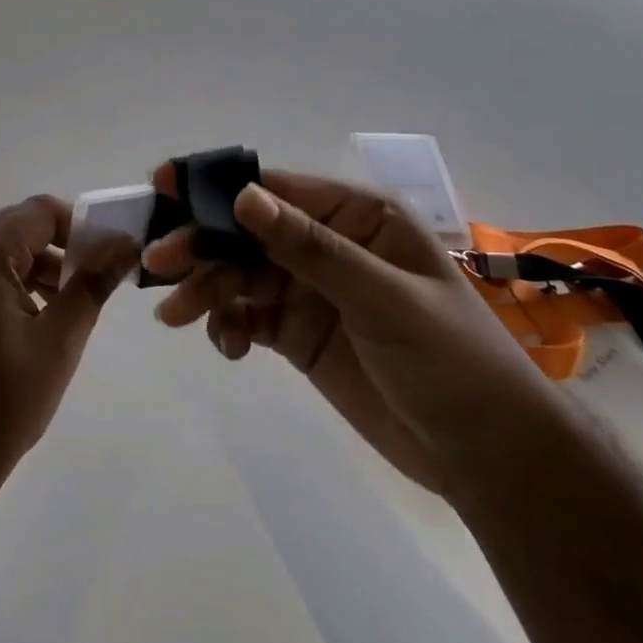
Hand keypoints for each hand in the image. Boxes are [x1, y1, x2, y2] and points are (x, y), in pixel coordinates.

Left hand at [0, 195, 137, 514]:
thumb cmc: (0, 407)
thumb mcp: (58, 343)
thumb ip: (91, 284)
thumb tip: (125, 243)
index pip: (39, 212)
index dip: (81, 224)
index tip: (112, 253)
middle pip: (19, 227)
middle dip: (63, 244)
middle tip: (99, 277)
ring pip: (4, 252)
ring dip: (42, 265)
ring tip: (75, 303)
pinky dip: (18, 283)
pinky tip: (41, 320)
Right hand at [144, 168, 557, 494]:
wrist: (485, 454)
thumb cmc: (449, 360)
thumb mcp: (381, 297)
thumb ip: (309, 247)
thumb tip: (241, 196)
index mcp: (356, 217)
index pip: (275, 190)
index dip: (217, 188)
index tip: (162, 189)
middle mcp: (328, 245)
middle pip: (247, 234)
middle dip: (202, 246)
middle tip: (157, 266)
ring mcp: (311, 291)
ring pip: (239, 276)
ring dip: (206, 290)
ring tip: (176, 317)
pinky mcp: (298, 334)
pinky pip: (247, 316)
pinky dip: (228, 326)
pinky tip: (229, 349)